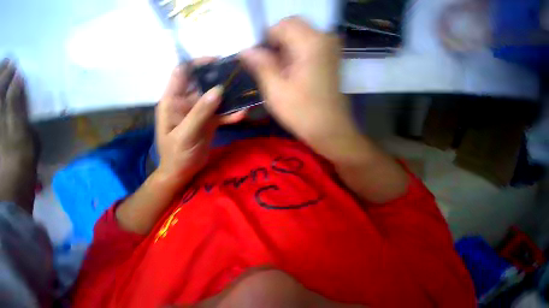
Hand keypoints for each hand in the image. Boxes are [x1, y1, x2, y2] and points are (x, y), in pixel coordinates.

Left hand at [155, 61, 245, 188]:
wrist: (183, 170)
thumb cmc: (177, 153)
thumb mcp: (187, 133)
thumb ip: (201, 112)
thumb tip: (217, 91)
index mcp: (173, 102)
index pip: (182, 74)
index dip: (197, 65)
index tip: (217, 62)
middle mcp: (186, 104)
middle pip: (203, 86)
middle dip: (219, 81)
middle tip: (237, 79)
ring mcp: (199, 114)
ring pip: (215, 101)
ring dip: (228, 99)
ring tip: (243, 95)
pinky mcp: (209, 123)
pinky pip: (221, 115)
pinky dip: (231, 115)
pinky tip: (242, 115)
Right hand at [240, 17, 360, 160]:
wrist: (329, 131)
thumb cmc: (302, 114)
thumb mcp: (276, 91)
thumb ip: (260, 66)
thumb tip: (246, 50)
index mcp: (311, 42)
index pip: (281, 25)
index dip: (266, 42)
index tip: (259, 63)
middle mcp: (325, 39)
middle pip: (292, 31)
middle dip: (277, 50)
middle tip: (271, 74)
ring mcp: (331, 51)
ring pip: (300, 43)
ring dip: (286, 58)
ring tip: (282, 80)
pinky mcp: (331, 64)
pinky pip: (309, 53)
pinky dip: (297, 63)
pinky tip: (293, 81)